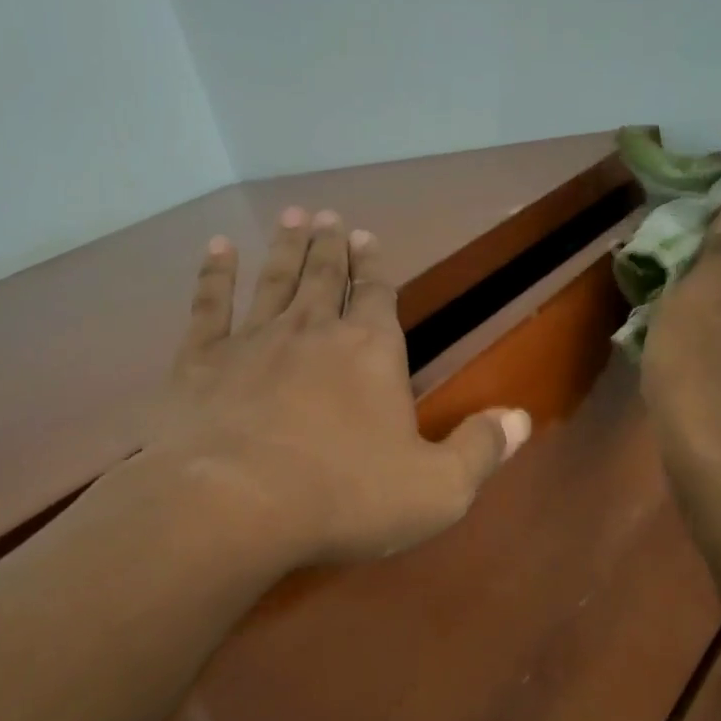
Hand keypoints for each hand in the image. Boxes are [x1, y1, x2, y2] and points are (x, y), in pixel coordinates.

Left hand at [146, 207, 531, 565]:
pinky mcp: (201, 360)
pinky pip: (210, 304)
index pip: (378, 295)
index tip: (368, 235)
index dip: (375, 266)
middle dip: (329, 245)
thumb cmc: (345, 496)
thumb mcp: (437, 489)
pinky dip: (214, 273)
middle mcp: (314, 331)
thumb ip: (480, 449)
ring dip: (285, 247)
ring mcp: (254, 340)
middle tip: (327, 216)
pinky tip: (218, 247)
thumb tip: (520, 418)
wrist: (236, 504)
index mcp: (371, 352)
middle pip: (325, 276)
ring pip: (275, 279)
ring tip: (292, 216)